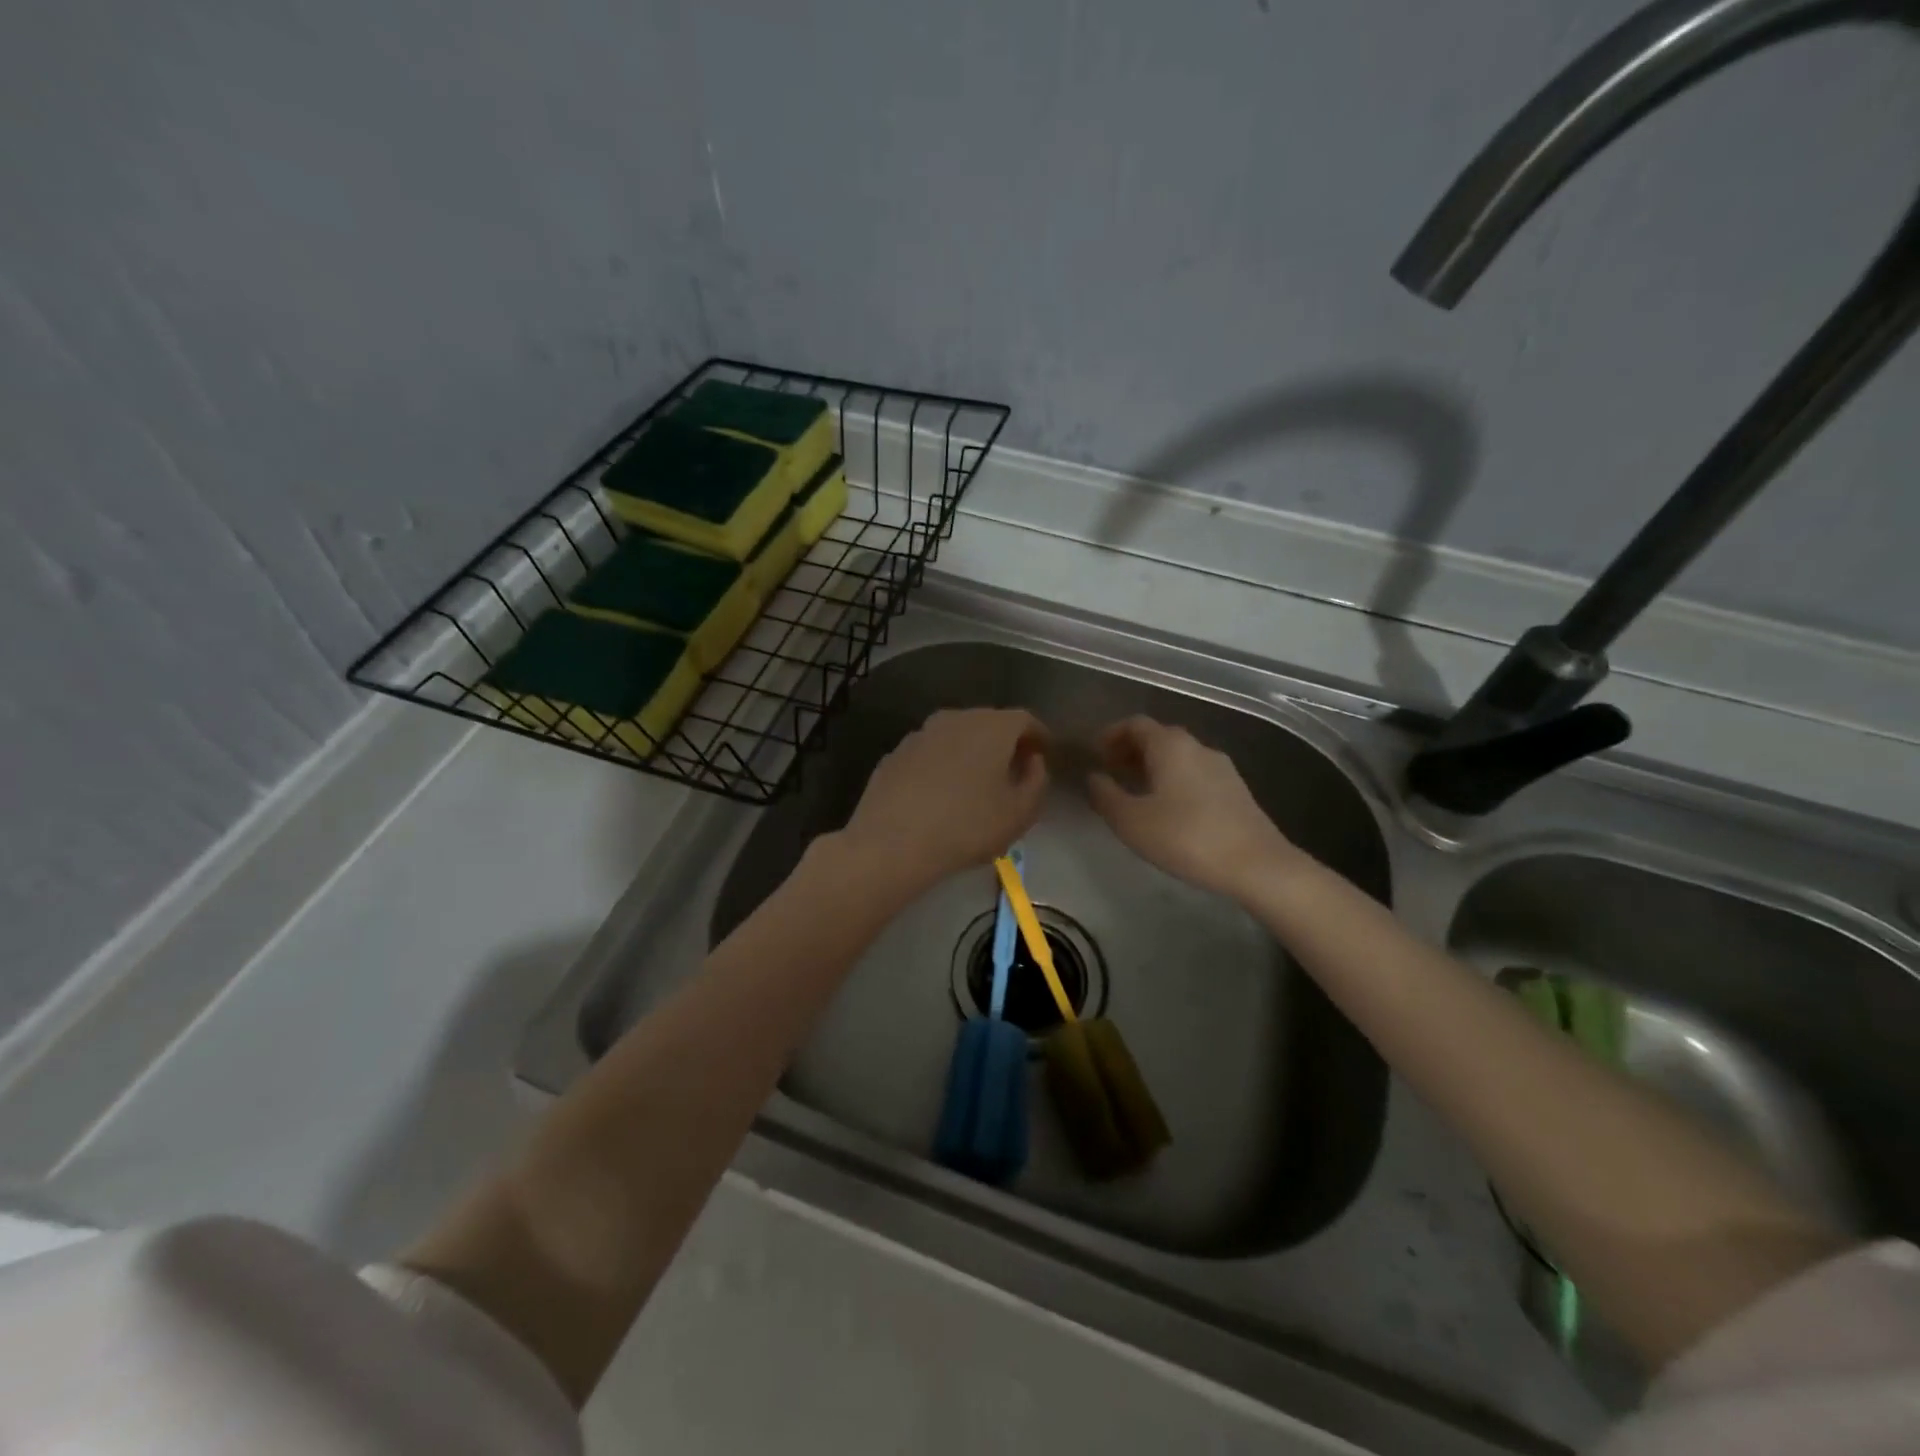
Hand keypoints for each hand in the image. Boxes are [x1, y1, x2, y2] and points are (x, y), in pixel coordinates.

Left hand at [840, 708, 1048, 895]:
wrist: (892, 842)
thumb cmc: (967, 826)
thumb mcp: (1020, 813)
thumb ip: (1037, 781)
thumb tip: (1032, 761)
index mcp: (992, 726)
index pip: (1025, 720)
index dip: (1038, 737)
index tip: (1044, 755)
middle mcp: (956, 718)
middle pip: (989, 723)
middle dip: (1005, 743)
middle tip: (1013, 770)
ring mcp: (921, 733)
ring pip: (956, 736)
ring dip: (971, 753)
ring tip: (976, 784)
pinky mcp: (895, 753)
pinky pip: (930, 753)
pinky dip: (942, 765)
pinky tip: (940, 793)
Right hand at [1086, 716, 1299, 899]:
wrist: (1256, 864)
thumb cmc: (1186, 837)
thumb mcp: (1131, 821)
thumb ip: (1106, 796)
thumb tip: (1094, 777)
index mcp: (1170, 745)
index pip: (1135, 724)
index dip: (1111, 735)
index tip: (1095, 754)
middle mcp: (1197, 747)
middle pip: (1159, 737)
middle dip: (1131, 750)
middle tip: (1111, 772)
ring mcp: (1221, 767)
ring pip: (1179, 757)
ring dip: (1153, 767)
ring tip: (1136, 793)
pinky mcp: (1235, 790)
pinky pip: (1195, 774)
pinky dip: (1174, 780)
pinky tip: (1168, 809)